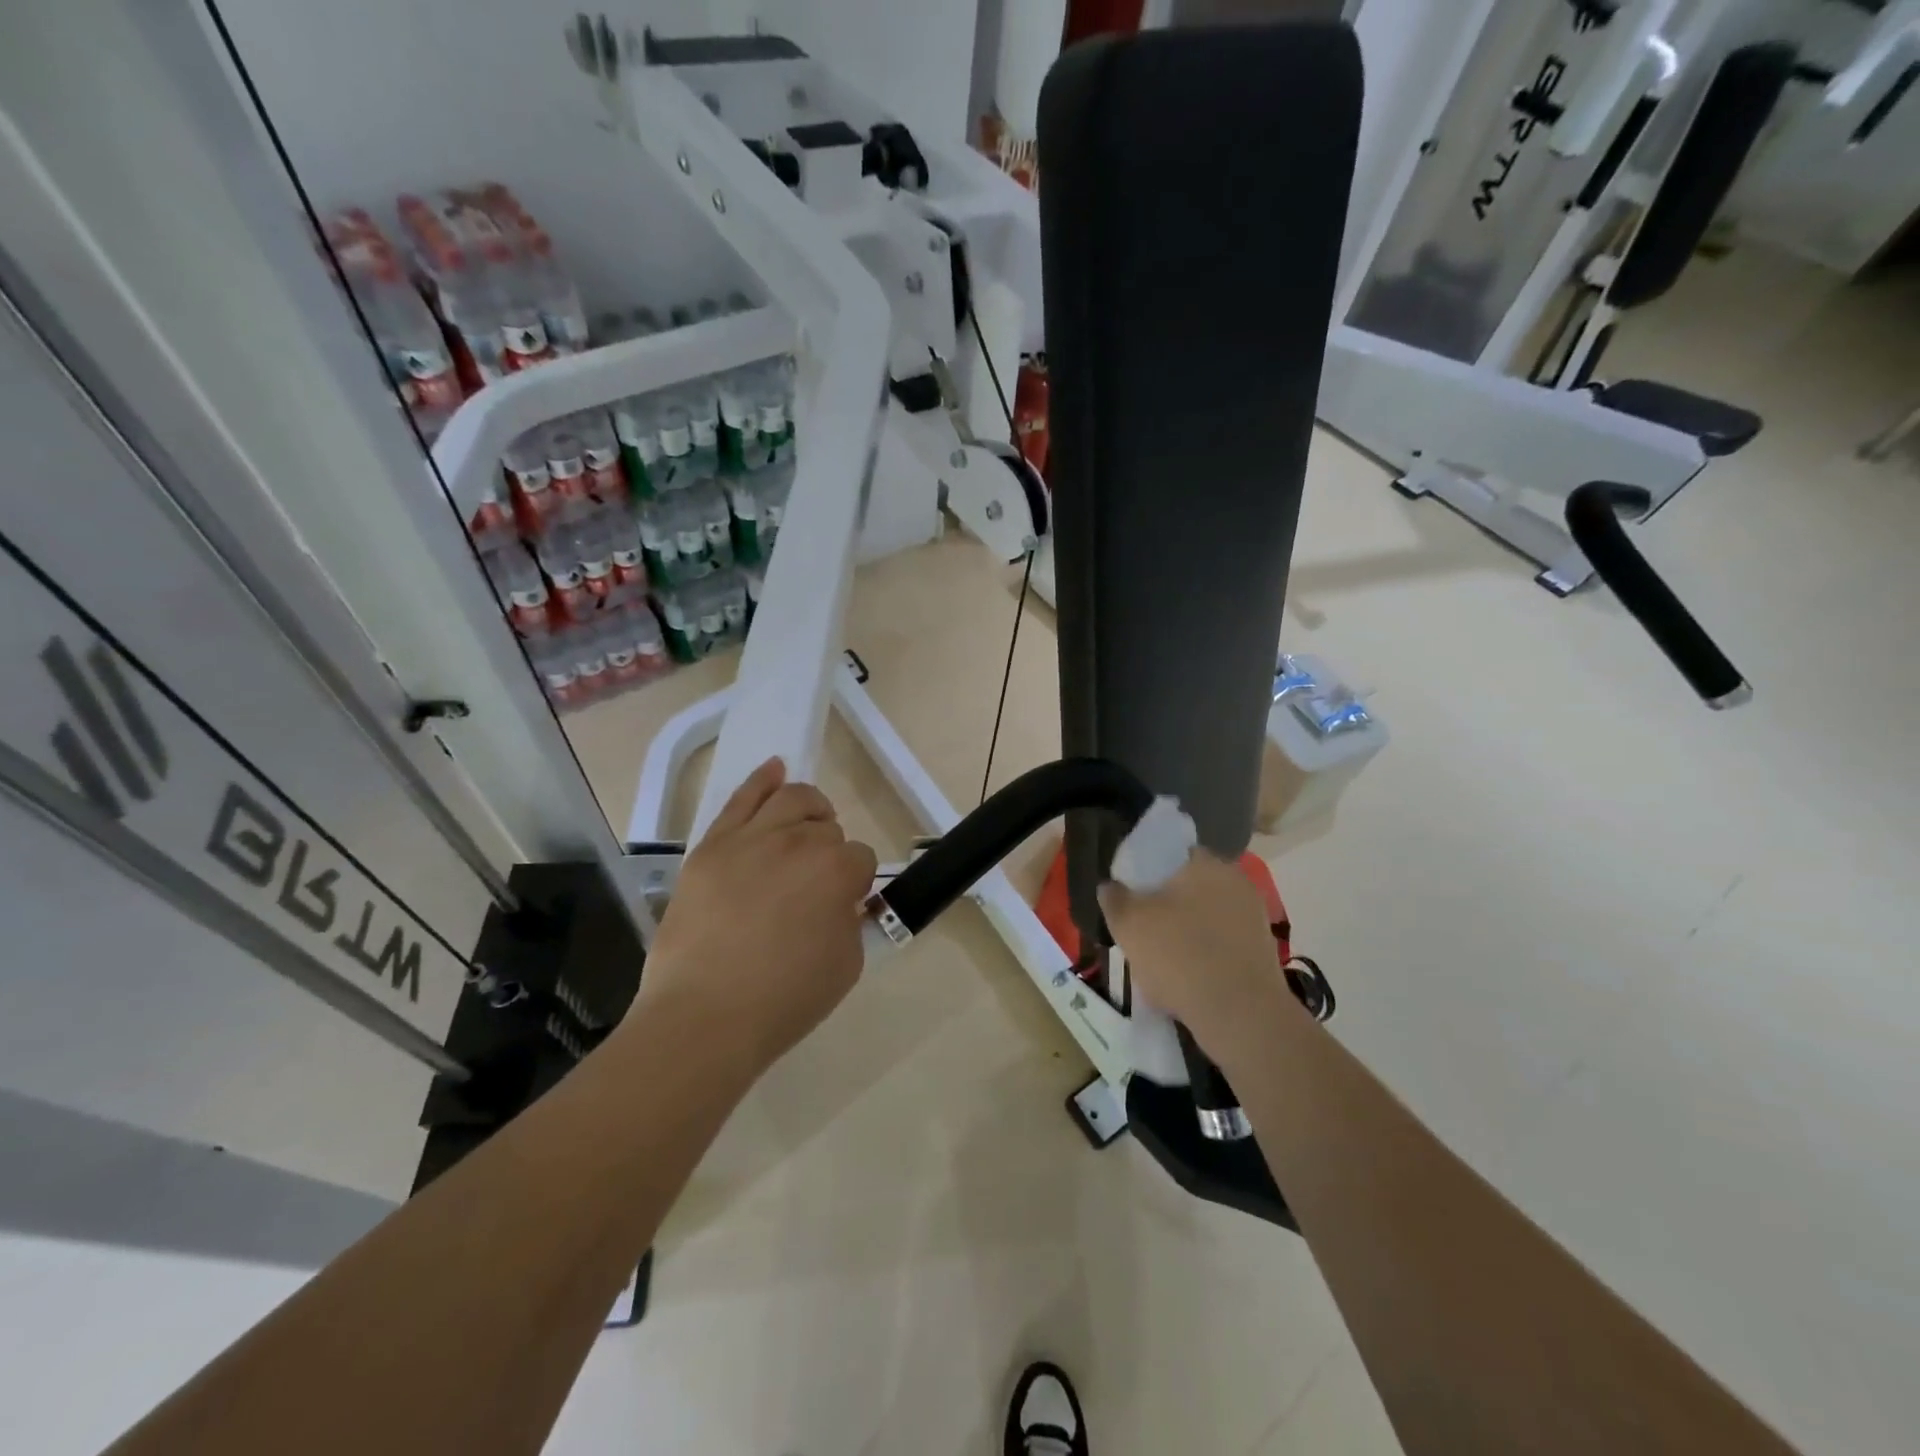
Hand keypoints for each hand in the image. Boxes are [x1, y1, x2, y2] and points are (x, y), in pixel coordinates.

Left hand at [628, 758, 878, 1081]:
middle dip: (828, 852)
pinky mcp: (711, 846)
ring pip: (791, 798)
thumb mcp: (845, 966)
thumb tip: (838, 902)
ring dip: (809, 807)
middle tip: (813, 888)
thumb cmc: (783, 1000)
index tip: (841, 908)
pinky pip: (741, 798)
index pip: (861, 859)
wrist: (704, 1017)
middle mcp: (798, 842)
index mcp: (837, 871)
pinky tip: (775, 767)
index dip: (855, 884)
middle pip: (826, 828)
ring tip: (808, 823)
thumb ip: (850, 921)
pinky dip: (762, 778)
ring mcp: (750, 839)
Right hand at [1099, 851, 1289, 1061]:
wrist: (1240, 1015)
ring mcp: (1254, 916)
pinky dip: (1205, 955)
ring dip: (1187, 931)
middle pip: (1190, 886)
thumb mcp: (1128, 924)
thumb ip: (1114, 898)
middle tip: (1143, 929)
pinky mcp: (1263, 951)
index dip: (1147, 872)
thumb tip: (1110, 885)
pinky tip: (1188, 979)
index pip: (1171, 853)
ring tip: (1162, 961)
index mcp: (1205, 862)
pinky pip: (1223, 944)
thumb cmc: (1178, 955)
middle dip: (1168, 904)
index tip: (1132, 895)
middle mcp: (1235, 880)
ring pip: (1207, 917)